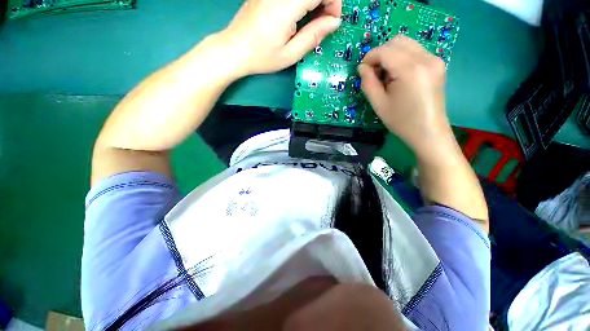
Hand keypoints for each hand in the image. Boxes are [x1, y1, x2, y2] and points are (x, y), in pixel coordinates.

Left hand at [220, 0, 341, 74]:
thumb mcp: (290, 54)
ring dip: (314, 2)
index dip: (333, 2)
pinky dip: (302, 2)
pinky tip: (300, 15)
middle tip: (323, 23)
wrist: (234, 49)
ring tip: (312, 21)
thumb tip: (334, 22)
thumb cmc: (262, 57)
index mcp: (285, 6)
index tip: (332, 22)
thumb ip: (313, 36)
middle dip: (326, 1)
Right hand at [358, 35, 453, 159]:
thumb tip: (362, 68)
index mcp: (410, 70)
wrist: (428, 131)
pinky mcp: (437, 64)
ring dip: (391, 55)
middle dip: (380, 54)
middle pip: (397, 41)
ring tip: (386, 76)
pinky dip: (402, 57)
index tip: (362, 70)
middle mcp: (425, 58)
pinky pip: (416, 51)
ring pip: (407, 43)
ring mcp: (434, 59)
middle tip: (374, 73)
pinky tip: (399, 75)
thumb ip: (368, 83)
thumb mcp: (379, 104)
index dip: (369, 57)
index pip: (385, 51)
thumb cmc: (401, 121)